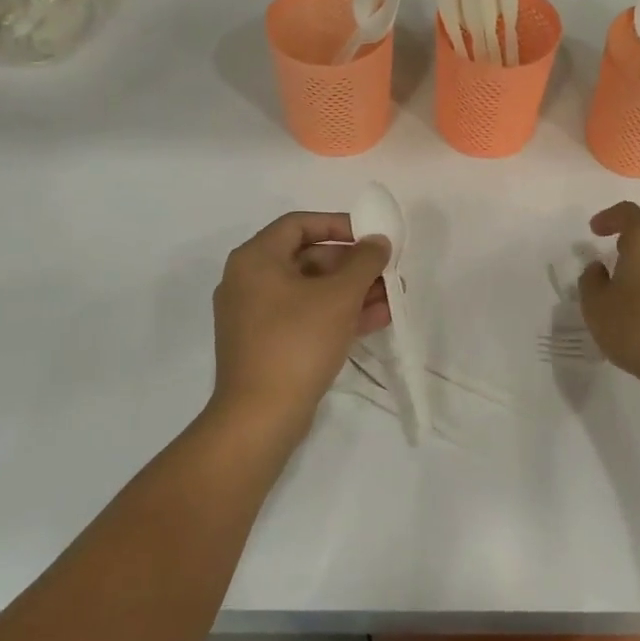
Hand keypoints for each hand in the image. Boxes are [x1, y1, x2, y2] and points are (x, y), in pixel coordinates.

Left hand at [210, 212, 391, 432]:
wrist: (260, 416)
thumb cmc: (297, 342)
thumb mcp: (339, 296)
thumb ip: (364, 261)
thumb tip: (378, 240)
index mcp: (255, 259)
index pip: (299, 224)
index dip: (339, 225)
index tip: (371, 236)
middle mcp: (249, 281)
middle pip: (308, 258)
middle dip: (352, 265)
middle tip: (386, 271)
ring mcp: (255, 316)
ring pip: (310, 291)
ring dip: (351, 291)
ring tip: (391, 297)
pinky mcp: (266, 344)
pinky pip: (305, 317)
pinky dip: (336, 314)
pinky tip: (376, 319)